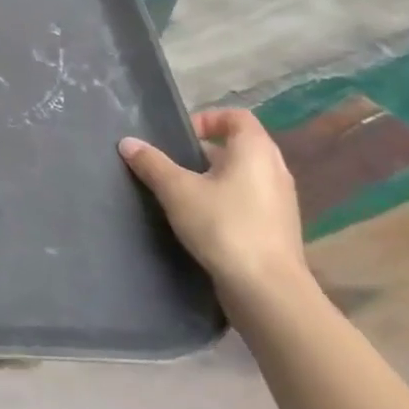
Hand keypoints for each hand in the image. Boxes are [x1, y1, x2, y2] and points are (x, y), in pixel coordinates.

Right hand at [119, 108, 309, 306]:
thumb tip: (128, 142)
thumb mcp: (177, 191)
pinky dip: (226, 202)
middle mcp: (275, 170)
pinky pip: (249, 201)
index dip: (207, 118)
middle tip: (174, 164)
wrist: (267, 291)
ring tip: (182, 193)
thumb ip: (152, 163)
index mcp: (256, 151)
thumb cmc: (224, 226)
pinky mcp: (277, 229)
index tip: (180, 137)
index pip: (236, 117)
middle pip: (239, 146)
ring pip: (243, 176)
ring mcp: (280, 202)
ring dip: (214, 178)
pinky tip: (202, 221)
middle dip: (204, 151)